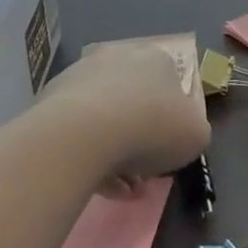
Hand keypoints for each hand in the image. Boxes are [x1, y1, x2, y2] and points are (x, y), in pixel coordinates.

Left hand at [41, 44, 209, 194]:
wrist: (84, 133)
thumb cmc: (152, 127)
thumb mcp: (196, 134)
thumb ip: (193, 130)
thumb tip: (181, 133)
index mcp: (157, 59)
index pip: (169, 86)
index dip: (170, 122)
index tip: (167, 151)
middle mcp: (119, 57)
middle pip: (134, 102)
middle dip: (139, 138)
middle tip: (141, 174)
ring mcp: (81, 75)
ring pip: (104, 118)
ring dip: (113, 152)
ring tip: (118, 190)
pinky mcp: (51, 99)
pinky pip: (76, 131)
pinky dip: (87, 156)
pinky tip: (95, 185)